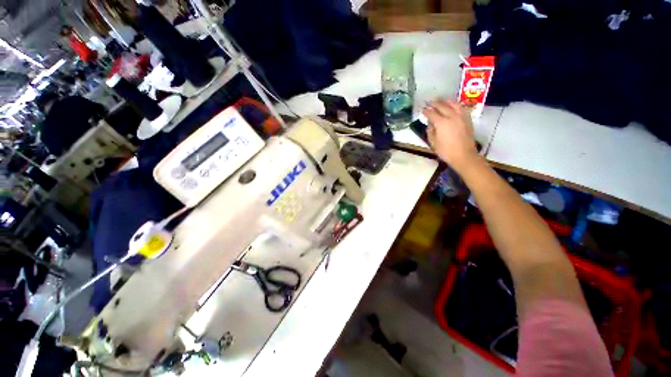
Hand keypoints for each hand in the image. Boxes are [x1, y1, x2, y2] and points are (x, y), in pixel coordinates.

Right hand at [424, 100, 479, 172]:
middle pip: (442, 106)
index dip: (426, 111)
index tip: (423, 110)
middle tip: (430, 102)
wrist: (464, 155)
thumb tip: (430, 124)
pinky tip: (454, 106)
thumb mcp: (433, 143)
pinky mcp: (467, 119)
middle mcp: (451, 116)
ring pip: (453, 104)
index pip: (432, 114)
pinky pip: (461, 108)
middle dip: (435, 103)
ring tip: (442, 101)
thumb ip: (430, 131)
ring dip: (446, 101)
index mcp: (441, 123)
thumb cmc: (446, 151)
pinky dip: (456, 105)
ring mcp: (461, 117)